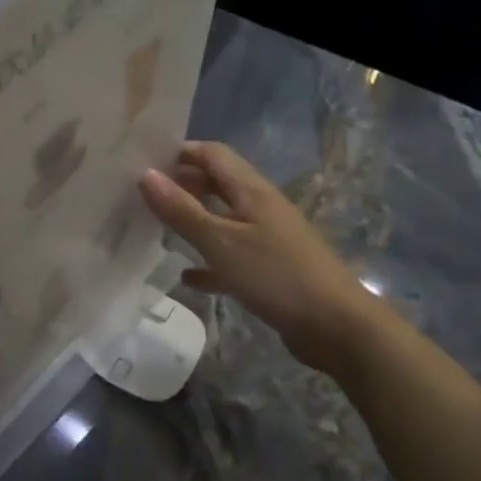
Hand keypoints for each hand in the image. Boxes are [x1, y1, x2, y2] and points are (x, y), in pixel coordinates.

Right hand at [140, 141, 379, 374]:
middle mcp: (260, 208)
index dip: (180, 151)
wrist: (338, 328)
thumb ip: (182, 210)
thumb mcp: (221, 242)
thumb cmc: (277, 276)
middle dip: (182, 183)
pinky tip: (186, 277)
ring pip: (222, 219)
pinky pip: (230, 257)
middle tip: (141, 194)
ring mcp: (267, 239)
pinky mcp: (269, 270)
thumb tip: (145, 174)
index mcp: (252, 191)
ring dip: (192, 219)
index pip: (213, 154)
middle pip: (217, 183)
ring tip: (155, 227)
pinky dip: (207, 262)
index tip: (143, 160)